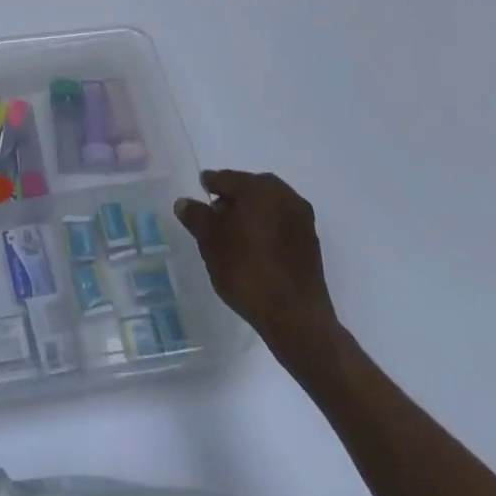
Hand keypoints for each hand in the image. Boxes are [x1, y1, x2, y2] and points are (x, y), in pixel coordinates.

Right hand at [174, 170, 344, 385]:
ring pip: (267, 207)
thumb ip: (196, 216)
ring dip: (250, 215)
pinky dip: (265, 229)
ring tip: (232, 235)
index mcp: (259, 187)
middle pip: (249, 189)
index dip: (209, 185)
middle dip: (232, 200)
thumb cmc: (246, 270)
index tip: (200, 194)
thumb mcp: (210, 241)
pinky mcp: (311, 243)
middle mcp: (284, 195)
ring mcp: (302, 220)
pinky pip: (280, 225)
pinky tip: (253, 248)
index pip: (225, 178)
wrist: (295, 317)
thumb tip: (185, 202)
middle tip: (213, 216)